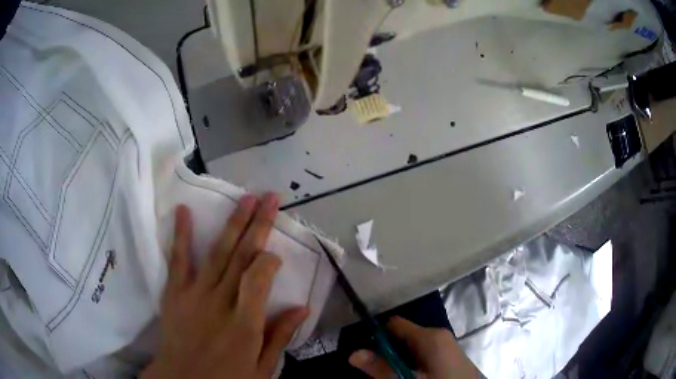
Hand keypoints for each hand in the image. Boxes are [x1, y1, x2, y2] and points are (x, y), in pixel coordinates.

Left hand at [142, 194, 308, 378]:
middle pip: (242, 256)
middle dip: (258, 224)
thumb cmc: (226, 378)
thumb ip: (279, 337)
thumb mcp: (262, 369)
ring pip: (217, 252)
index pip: (260, 278)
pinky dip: (181, 234)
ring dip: (233, 222)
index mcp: (245, 323)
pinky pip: (178, 260)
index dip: (270, 260)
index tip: (276, 255)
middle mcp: (221, 302)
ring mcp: (195, 294)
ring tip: (246, 198)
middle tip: (270, 198)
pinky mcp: (175, 292)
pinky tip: (184, 210)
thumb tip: (302, 308)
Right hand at [349, 316, 479, 378]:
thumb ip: (382, 369)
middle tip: (377, 369)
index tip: (364, 350)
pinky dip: (412, 363)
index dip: (376, 335)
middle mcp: (438, 334)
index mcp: (430, 336)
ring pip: (412, 347)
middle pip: (402, 336)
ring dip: (399, 359)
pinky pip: (424, 353)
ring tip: (392, 374)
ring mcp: (446, 344)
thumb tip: (353, 354)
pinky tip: (411, 375)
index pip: (393, 324)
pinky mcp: (450, 355)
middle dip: (387, 351)